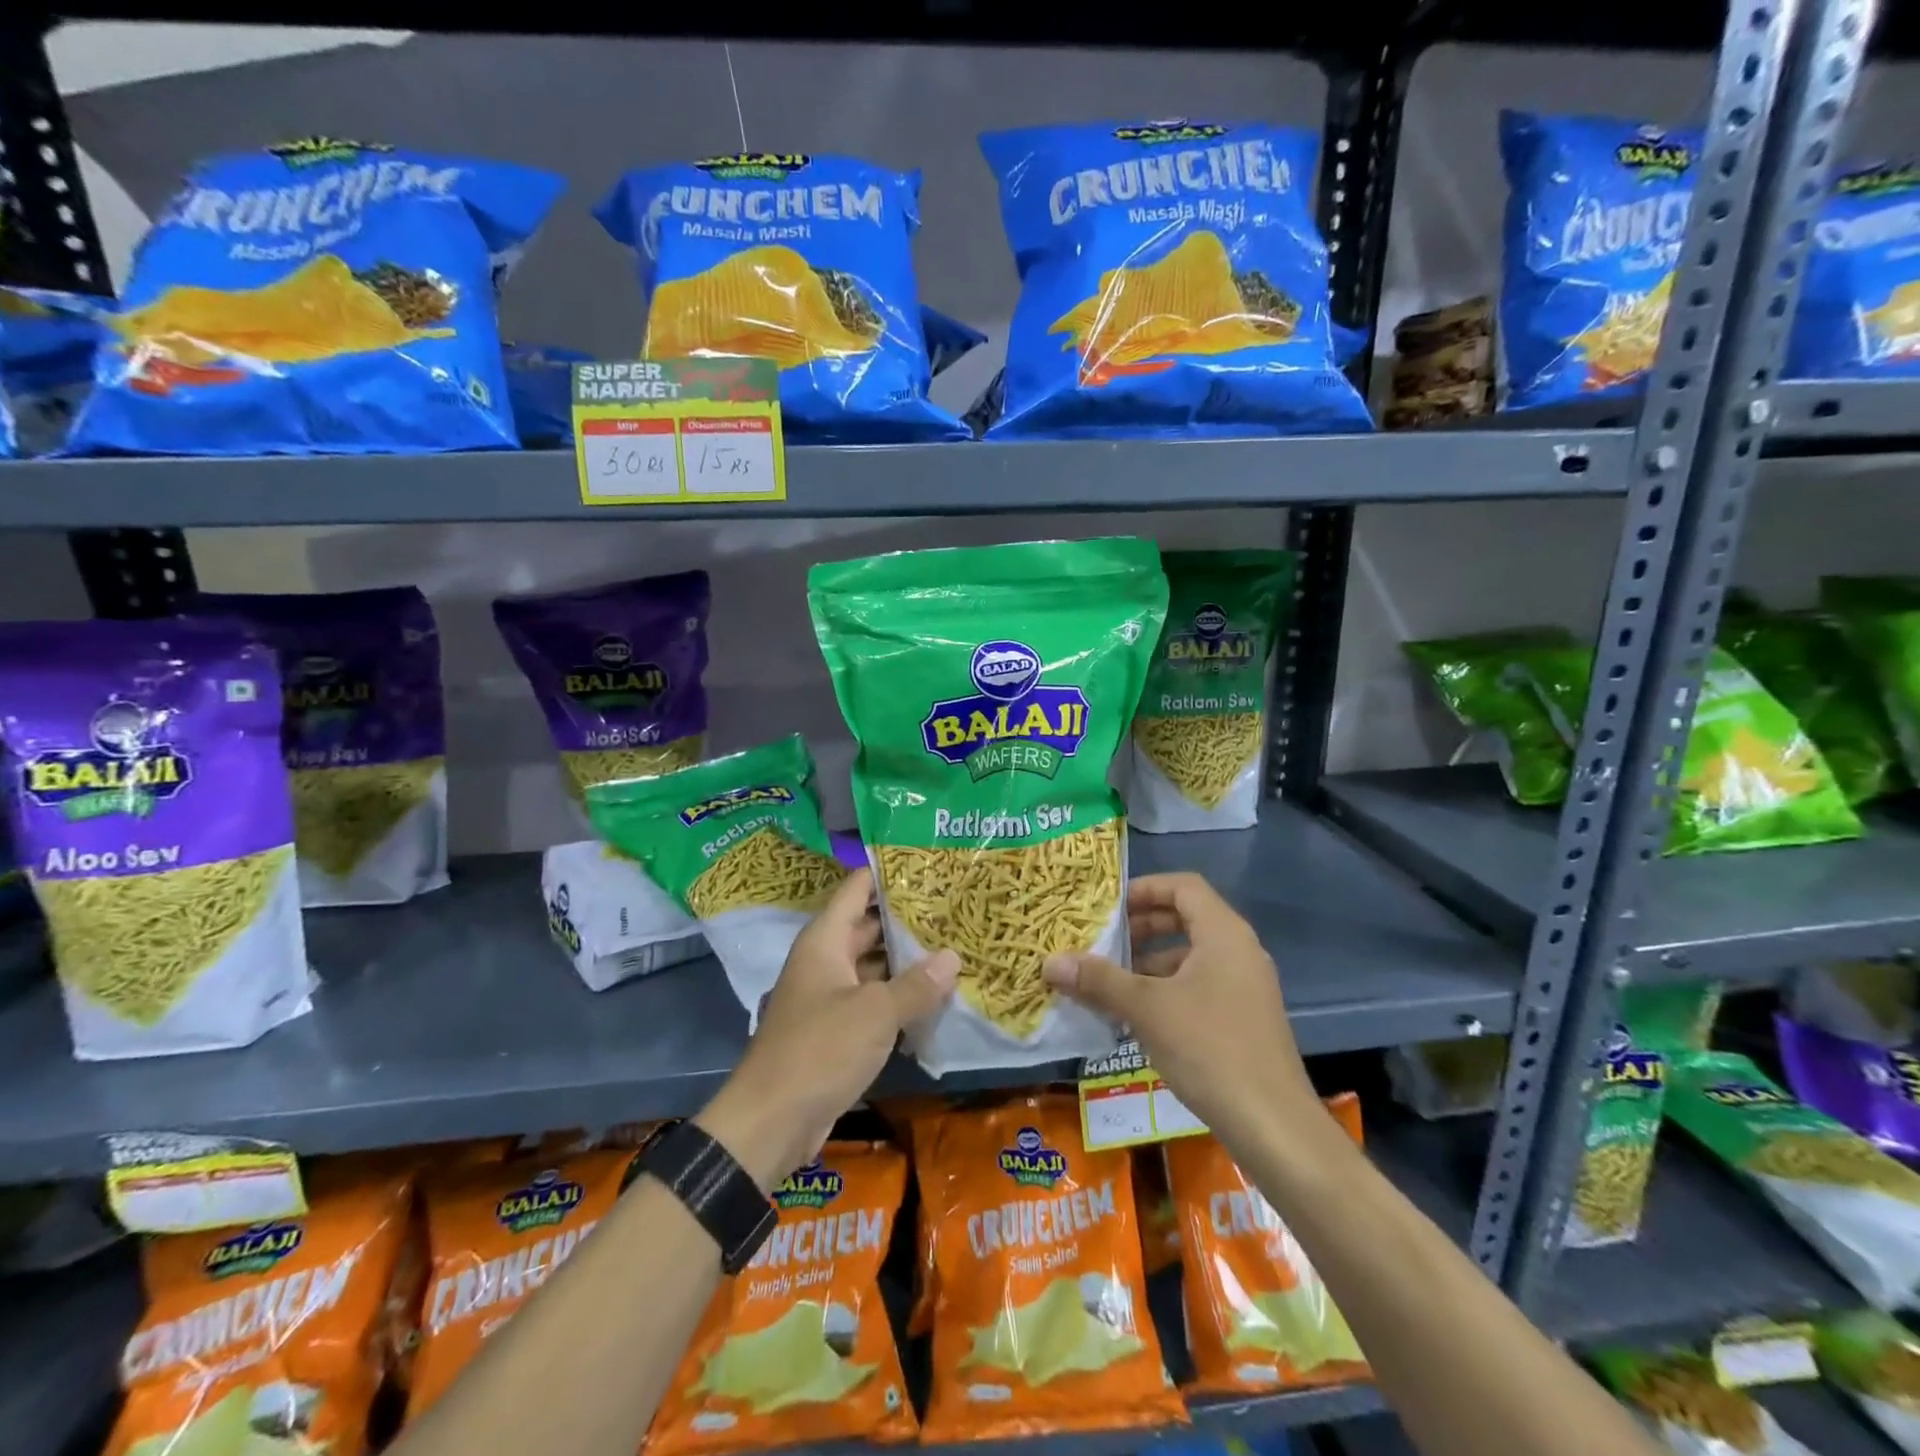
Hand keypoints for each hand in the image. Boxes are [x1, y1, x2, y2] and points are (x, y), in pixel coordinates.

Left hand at [697, 869, 958, 1190]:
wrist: (771, 1123)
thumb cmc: (819, 1050)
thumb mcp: (875, 1013)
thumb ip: (916, 984)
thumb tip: (952, 957)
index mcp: (825, 941)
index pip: (857, 889)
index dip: (888, 872)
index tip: (928, 862)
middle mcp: (825, 960)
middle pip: (869, 927)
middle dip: (907, 919)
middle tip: (955, 907)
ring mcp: (830, 996)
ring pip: (874, 967)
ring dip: (908, 961)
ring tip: (956, 945)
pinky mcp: (837, 1031)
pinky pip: (873, 1001)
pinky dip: (900, 997)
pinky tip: (937, 997)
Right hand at [1043, 872, 1316, 1143]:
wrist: (1273, 1124)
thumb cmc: (1209, 1048)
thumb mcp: (1146, 1009)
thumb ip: (1099, 980)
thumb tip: (1050, 962)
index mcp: (1223, 933)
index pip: (1183, 886)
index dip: (1144, 888)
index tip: (1108, 906)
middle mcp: (1239, 949)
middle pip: (1186, 917)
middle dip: (1142, 926)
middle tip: (1104, 940)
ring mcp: (1246, 985)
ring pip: (1192, 954)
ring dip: (1151, 961)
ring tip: (1111, 980)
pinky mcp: (1244, 1017)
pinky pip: (1201, 984)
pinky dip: (1168, 988)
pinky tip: (1138, 1015)